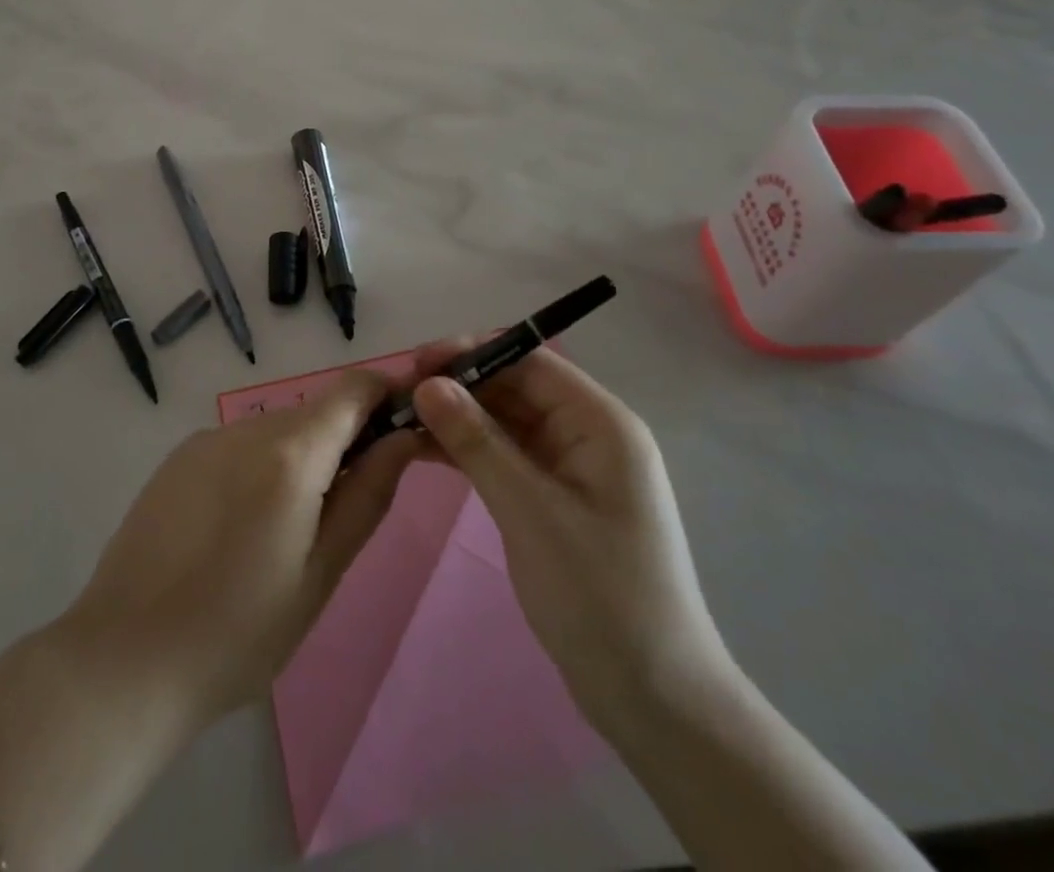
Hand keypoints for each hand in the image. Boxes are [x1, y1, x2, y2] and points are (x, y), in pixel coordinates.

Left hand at [63, 366, 422, 725]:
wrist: (124, 659)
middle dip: (343, 440)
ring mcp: (206, 439)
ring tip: (286, 530)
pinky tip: (240, 528)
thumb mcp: (321, 573)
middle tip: (346, 507)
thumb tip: (404, 438)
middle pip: (315, 411)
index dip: (386, 395)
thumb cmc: (239, 633)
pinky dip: (260, 466)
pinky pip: (239, 445)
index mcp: (290, 454)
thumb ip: (369, 495)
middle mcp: (247, 428)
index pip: (353, 388)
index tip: (404, 428)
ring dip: (300, 457)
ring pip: (276, 429)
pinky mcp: (177, 457)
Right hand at [403, 341, 728, 736]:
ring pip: (507, 422)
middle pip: (516, 389)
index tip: (416, 364)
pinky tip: (426, 451)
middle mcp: (589, 434)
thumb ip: (477, 442)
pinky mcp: (555, 498)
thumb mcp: (531, 512)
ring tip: (402, 420)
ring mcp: (572, 468)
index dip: (473, 354)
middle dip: (460, 386)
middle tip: (399, 394)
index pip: (531, 363)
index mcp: (601, 424)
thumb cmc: (600, 596)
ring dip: (459, 418)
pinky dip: (469, 451)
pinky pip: (507, 456)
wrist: (654, 700)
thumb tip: (427, 384)